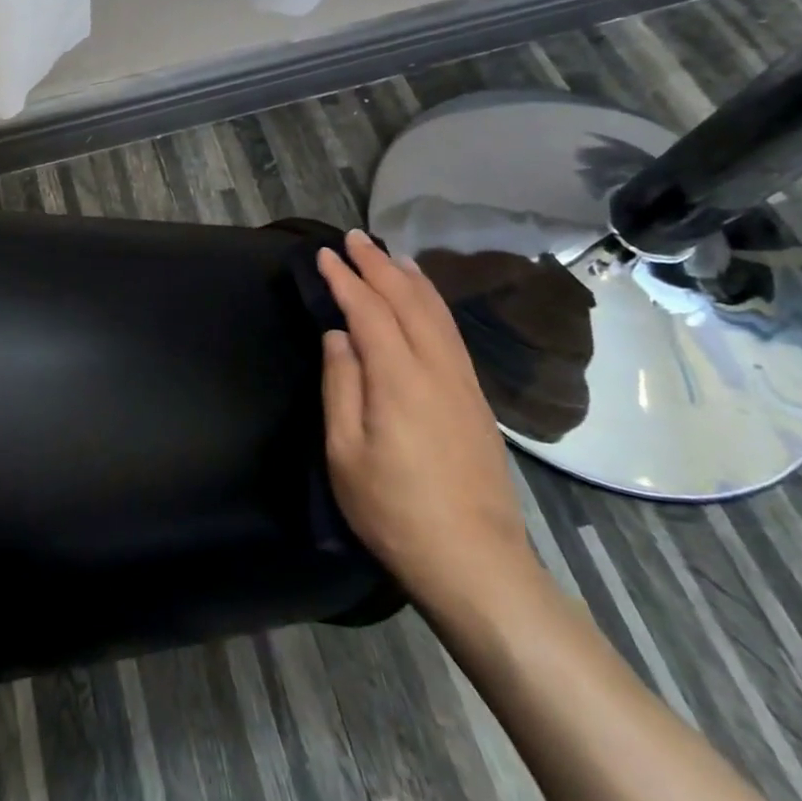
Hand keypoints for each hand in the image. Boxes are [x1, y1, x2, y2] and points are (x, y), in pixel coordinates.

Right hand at [317, 231, 535, 609]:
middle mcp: (437, 369)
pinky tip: (425, 301)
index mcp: (399, 379)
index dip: (345, 280)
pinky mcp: (477, 400)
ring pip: (437, 314)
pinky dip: (434, 305)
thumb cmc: (394, 510)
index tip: (324, 255)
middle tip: (354, 239)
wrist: (475, 561)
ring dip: (410, 279)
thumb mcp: (346, 452)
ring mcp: (463, 383)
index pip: (370, 312)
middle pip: (408, 302)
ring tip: (390, 255)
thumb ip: (341, 385)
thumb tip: (338, 336)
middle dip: (378, 266)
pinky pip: (452, 334)